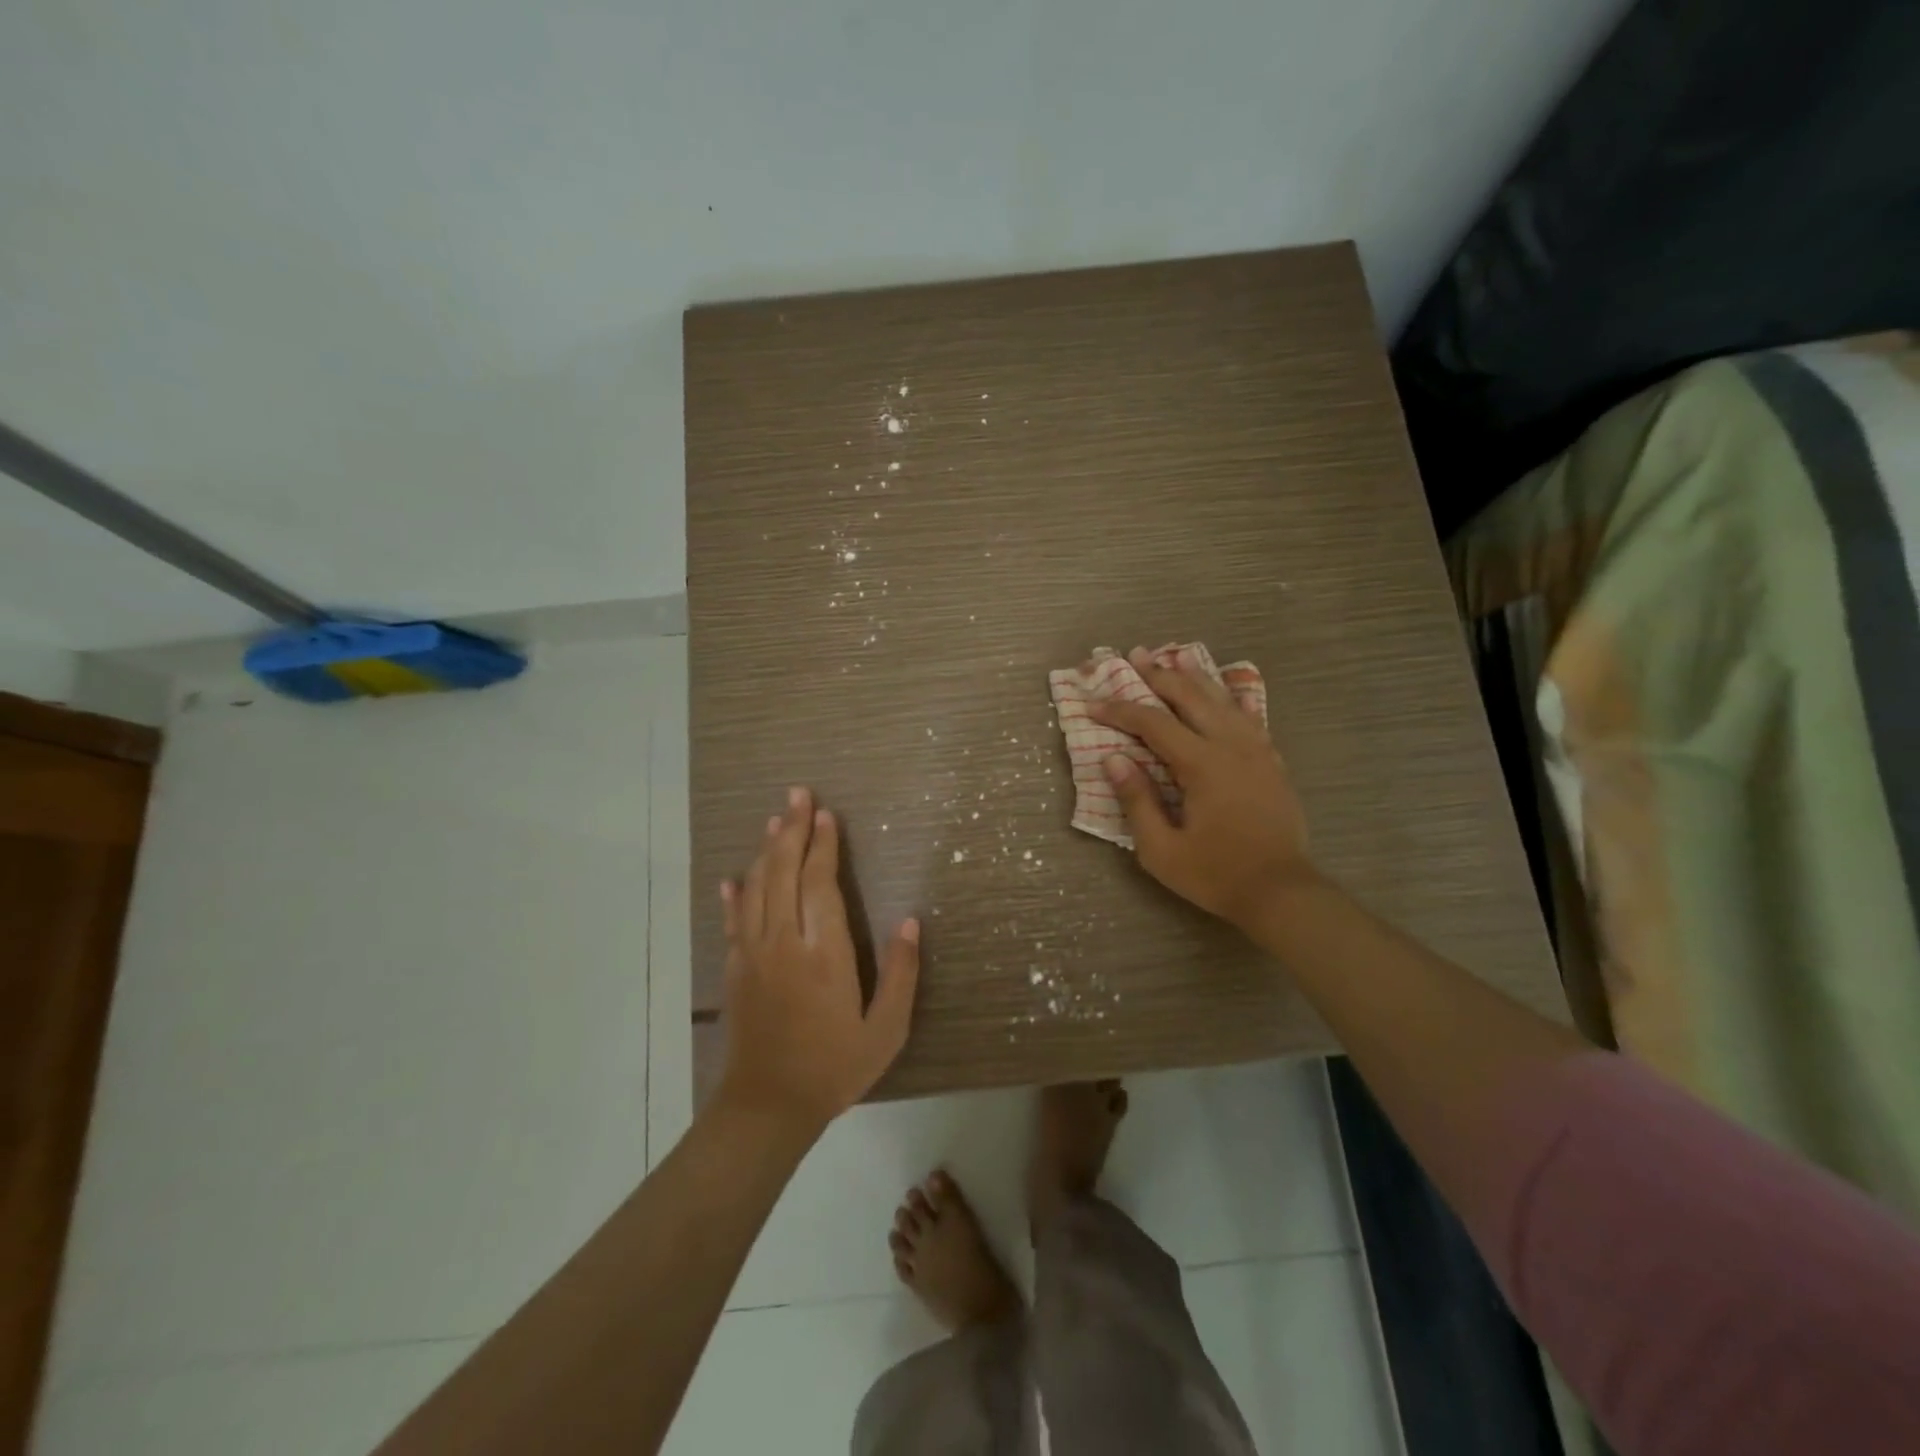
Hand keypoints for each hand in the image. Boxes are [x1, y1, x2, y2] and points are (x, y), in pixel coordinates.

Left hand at [716, 787, 919, 1134]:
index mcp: (823, 953)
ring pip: (757, 888)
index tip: (826, 814)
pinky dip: (734, 895)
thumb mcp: (886, 1029)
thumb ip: (901, 973)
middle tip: (797, 794)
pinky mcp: (735, 969)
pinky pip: (733, 921)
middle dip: (791, 830)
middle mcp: (783, 942)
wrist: (768, 1107)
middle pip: (783, 872)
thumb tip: (911, 921)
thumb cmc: (834, 1067)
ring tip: (774, 819)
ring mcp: (753, 954)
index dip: (823, 845)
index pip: (819, 883)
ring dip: (765, 850)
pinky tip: (732, 877)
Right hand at [1089, 647, 1312, 930]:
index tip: (1093, 705)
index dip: (1121, 710)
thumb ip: (1137, 801)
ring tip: (1174, 656)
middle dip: (1159, 675)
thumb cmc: (1216, 874)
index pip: (1154, 723)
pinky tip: (1224, 690)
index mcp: (1202, 765)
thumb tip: (1114, 760)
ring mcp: (1257, 750)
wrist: (1282, 893)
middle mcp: (1231, 746)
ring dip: (1195, 676)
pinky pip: (1248, 716)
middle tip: (1134, 657)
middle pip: (1191, 696)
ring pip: (1223, 699)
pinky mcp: (1271, 761)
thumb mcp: (1161, 850)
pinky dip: (1229, 697)